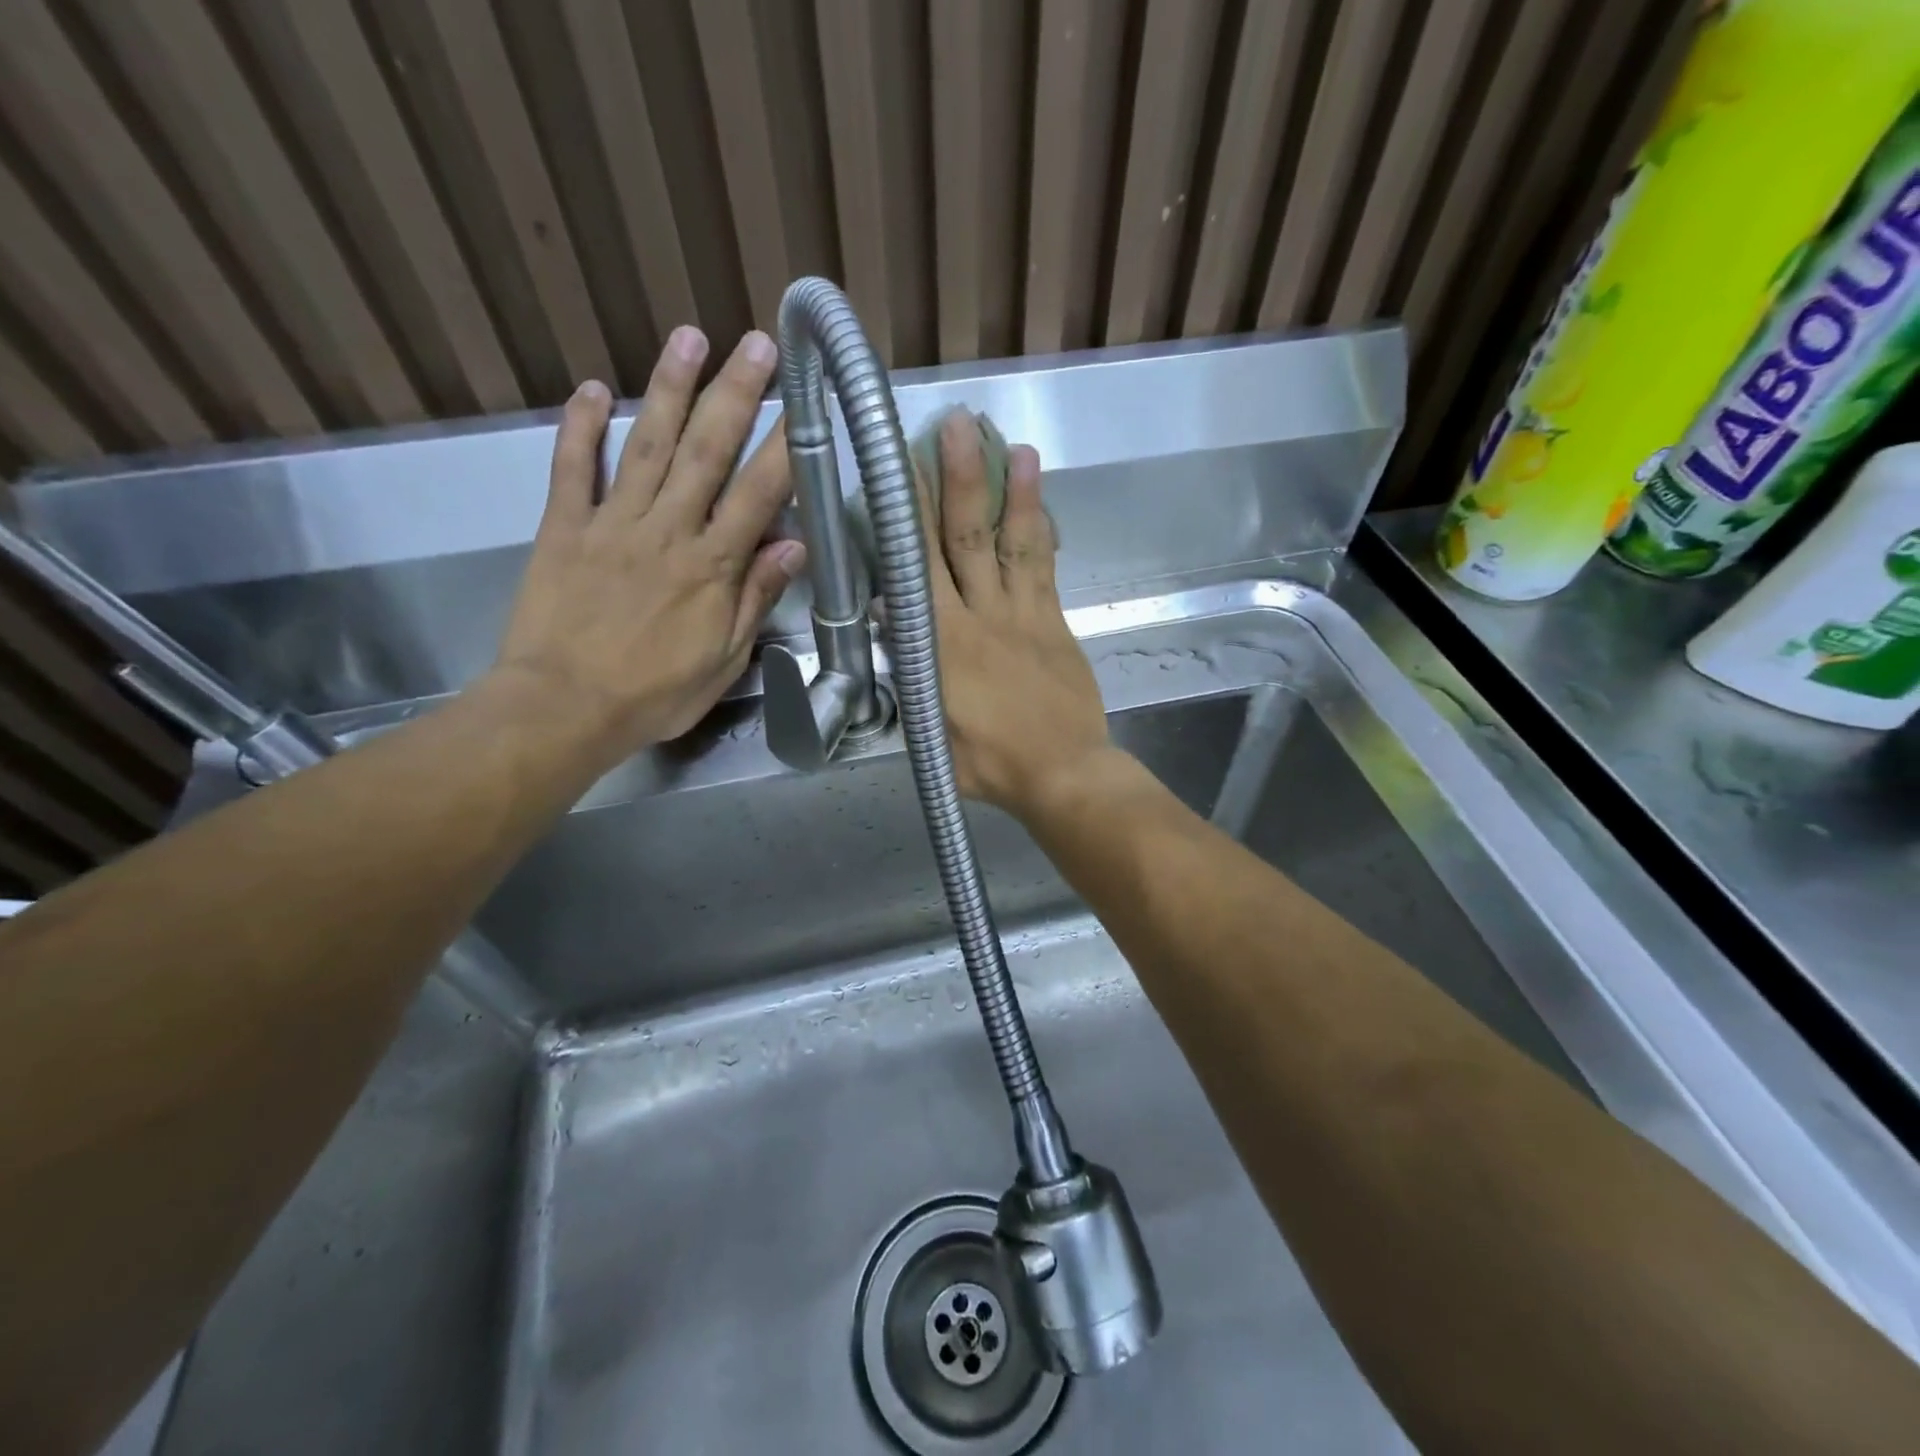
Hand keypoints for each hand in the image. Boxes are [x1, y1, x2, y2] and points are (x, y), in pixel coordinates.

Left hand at [492, 328, 803, 761]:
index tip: (807, 404)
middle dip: (736, 394)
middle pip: (707, 452)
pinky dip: (581, 427)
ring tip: (690, 338)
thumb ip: (756, 599)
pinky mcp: (563, 528)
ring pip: (647, 445)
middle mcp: (667, 531)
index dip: (786, 446)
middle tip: (758, 344)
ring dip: (669, 388)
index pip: (758, 494)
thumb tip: (794, 546)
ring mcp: (612, 523)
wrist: (563, 708)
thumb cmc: (655, 694)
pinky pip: (573, 469)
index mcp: (712, 567)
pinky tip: (592, 389)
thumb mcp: (724, 660)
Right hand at [920, 412, 1110, 817]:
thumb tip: (888, 618)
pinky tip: (1038, 498)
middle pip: (965, 539)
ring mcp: (1024, 615)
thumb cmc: (989, 763)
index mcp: (941, 644)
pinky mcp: (1054, 622)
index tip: (899, 468)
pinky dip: (1039, 530)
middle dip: (958, 479)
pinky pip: (1044, 567)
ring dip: (1010, 492)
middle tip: (954, 425)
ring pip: (1012, 543)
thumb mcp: (929, 728)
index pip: (918, 567)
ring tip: (1010, 443)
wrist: (1063, 773)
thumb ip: (909, 671)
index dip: (908, 515)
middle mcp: (981, 616)